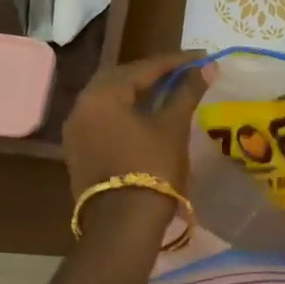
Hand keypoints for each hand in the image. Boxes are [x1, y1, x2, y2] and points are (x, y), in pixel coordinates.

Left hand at [62, 52, 207, 199]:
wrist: (122, 225)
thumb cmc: (152, 168)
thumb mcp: (173, 127)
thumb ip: (188, 91)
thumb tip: (208, 66)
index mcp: (103, 94)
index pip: (144, 67)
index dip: (176, 61)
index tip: (201, 57)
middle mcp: (82, 105)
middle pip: (122, 78)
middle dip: (154, 73)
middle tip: (183, 72)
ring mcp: (76, 129)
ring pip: (111, 98)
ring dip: (138, 91)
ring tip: (169, 91)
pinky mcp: (78, 150)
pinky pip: (104, 118)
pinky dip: (126, 111)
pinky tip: (147, 115)